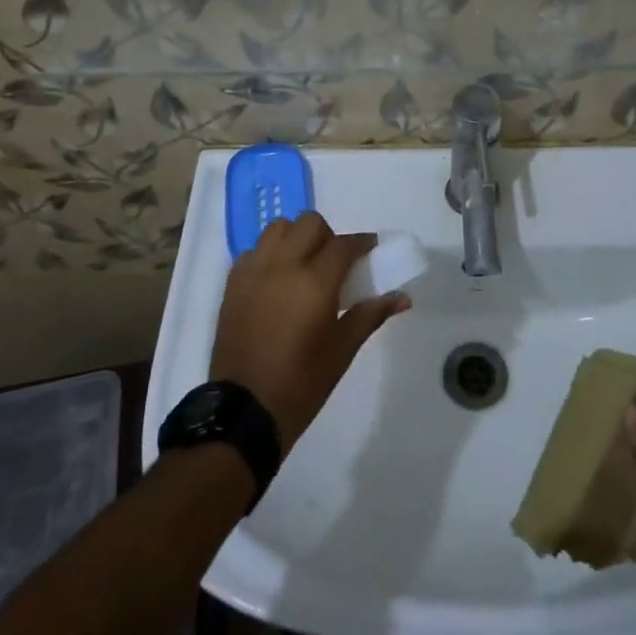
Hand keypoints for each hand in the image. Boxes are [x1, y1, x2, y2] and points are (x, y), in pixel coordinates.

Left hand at [210, 212, 409, 451]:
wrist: (244, 411)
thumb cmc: (301, 384)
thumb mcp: (342, 350)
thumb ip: (371, 315)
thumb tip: (403, 298)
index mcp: (314, 282)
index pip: (343, 244)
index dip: (361, 242)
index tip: (370, 248)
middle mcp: (282, 266)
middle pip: (309, 223)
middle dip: (328, 236)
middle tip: (335, 262)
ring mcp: (253, 271)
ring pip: (278, 229)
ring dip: (296, 237)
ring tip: (303, 265)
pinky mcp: (233, 283)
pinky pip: (254, 251)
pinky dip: (269, 255)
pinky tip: (276, 281)